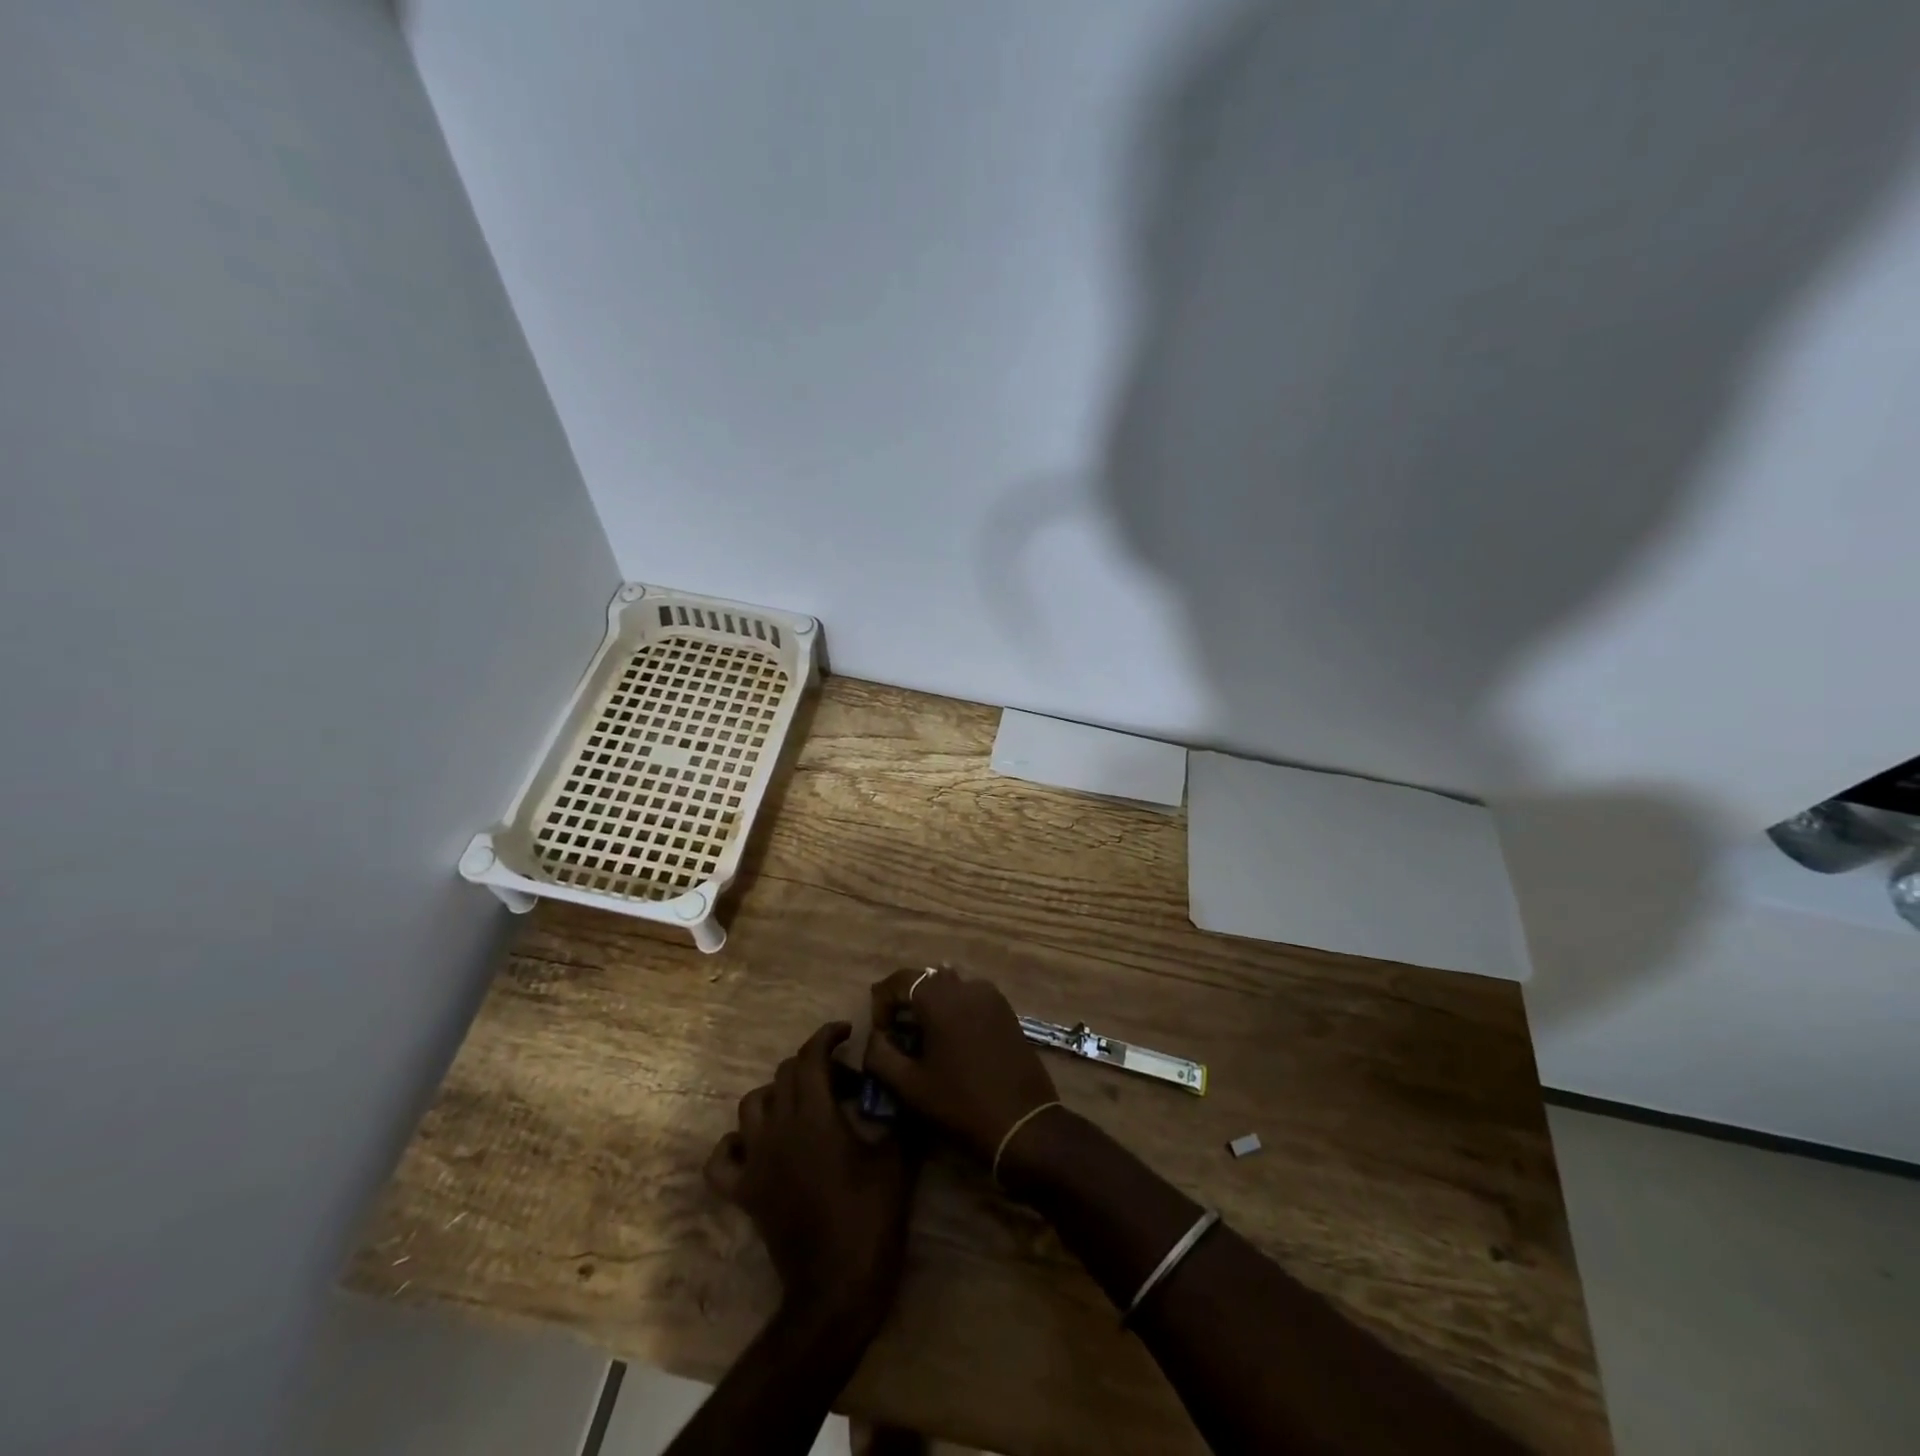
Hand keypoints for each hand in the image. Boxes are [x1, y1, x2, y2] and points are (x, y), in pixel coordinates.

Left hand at [705, 1022, 918, 1331]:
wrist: (836, 1289)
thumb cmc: (870, 1219)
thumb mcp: (898, 1160)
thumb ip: (899, 1115)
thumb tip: (903, 1086)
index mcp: (815, 1115)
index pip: (811, 1056)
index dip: (827, 1036)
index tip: (847, 1033)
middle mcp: (778, 1129)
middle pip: (784, 1074)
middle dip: (813, 1066)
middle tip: (844, 1082)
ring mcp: (756, 1161)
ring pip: (751, 1105)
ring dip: (777, 1095)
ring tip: (804, 1106)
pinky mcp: (744, 1193)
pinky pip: (723, 1159)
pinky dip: (735, 1145)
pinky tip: (757, 1146)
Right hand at [863, 968, 1058, 1164]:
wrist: (1022, 1124)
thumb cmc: (960, 1104)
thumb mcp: (909, 1086)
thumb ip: (880, 1054)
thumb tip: (875, 1037)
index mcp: (940, 998)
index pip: (900, 980)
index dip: (881, 1002)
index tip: (880, 1034)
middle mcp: (967, 986)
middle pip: (926, 980)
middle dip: (906, 1002)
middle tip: (897, 1036)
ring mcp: (991, 996)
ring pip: (950, 988)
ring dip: (931, 1006)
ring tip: (924, 1040)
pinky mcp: (1007, 1011)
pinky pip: (971, 998)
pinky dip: (954, 1010)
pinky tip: (952, 1042)